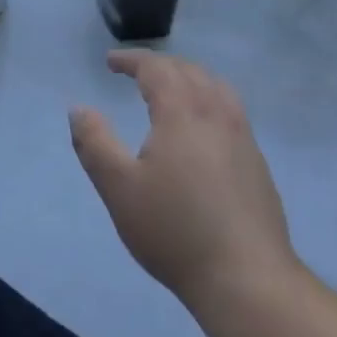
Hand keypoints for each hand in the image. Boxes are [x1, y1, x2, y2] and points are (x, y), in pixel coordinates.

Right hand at [70, 51, 295, 307]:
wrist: (246, 276)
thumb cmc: (174, 229)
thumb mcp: (119, 188)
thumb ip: (95, 143)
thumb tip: (79, 109)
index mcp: (182, 111)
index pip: (156, 68)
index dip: (132, 60)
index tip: (110, 61)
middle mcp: (216, 112)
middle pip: (188, 70)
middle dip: (159, 65)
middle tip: (135, 72)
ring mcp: (242, 135)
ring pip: (215, 86)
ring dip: (188, 77)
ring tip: (171, 89)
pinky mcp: (257, 160)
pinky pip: (230, 108)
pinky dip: (209, 98)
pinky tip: (203, 126)